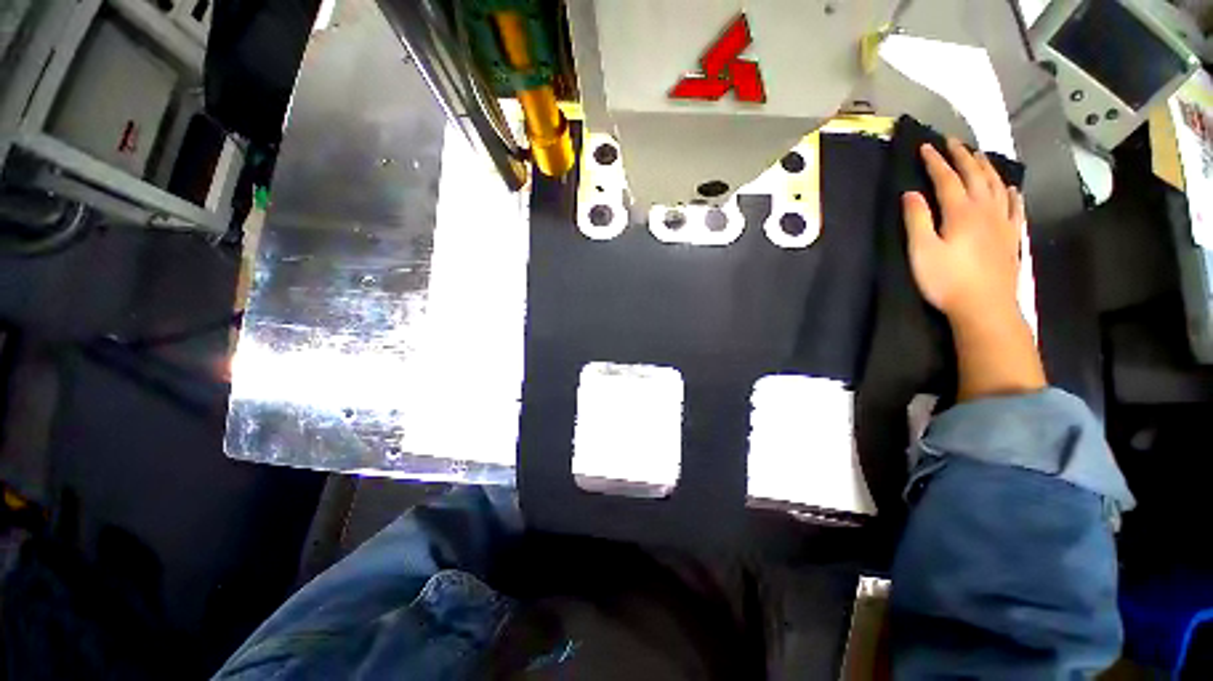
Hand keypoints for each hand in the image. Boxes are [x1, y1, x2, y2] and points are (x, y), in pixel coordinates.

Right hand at [902, 139, 1024, 324]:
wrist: (988, 314)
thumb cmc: (952, 285)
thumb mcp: (923, 254)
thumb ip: (916, 220)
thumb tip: (911, 193)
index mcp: (960, 210)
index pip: (945, 176)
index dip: (934, 160)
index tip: (925, 146)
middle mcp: (983, 209)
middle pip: (974, 173)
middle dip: (962, 155)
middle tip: (953, 141)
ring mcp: (1001, 224)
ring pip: (996, 186)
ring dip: (987, 168)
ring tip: (980, 156)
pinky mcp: (1012, 240)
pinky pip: (1016, 211)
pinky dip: (1014, 197)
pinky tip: (1013, 190)